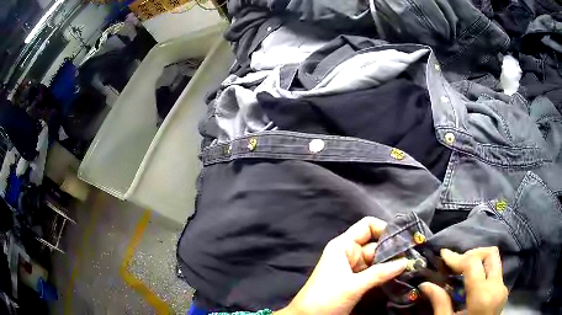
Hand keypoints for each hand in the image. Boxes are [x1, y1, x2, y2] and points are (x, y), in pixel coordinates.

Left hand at [275, 217, 407, 314]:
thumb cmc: (326, 298)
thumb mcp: (353, 285)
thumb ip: (380, 273)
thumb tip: (406, 261)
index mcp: (343, 246)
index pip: (367, 226)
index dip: (385, 229)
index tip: (404, 239)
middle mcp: (349, 254)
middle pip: (376, 244)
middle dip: (394, 249)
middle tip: (415, 255)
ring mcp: (353, 269)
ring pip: (377, 260)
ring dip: (392, 263)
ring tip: (413, 265)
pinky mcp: (356, 282)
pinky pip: (374, 273)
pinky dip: (386, 274)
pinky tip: (401, 276)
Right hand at [419, 247, 508, 314]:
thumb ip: (440, 303)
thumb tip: (425, 285)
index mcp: (482, 296)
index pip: (473, 263)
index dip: (457, 257)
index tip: (443, 254)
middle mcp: (497, 287)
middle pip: (490, 254)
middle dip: (472, 254)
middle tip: (456, 263)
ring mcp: (502, 288)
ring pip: (494, 261)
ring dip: (478, 261)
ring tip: (462, 272)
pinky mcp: (503, 291)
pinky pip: (495, 272)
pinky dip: (483, 271)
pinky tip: (471, 283)